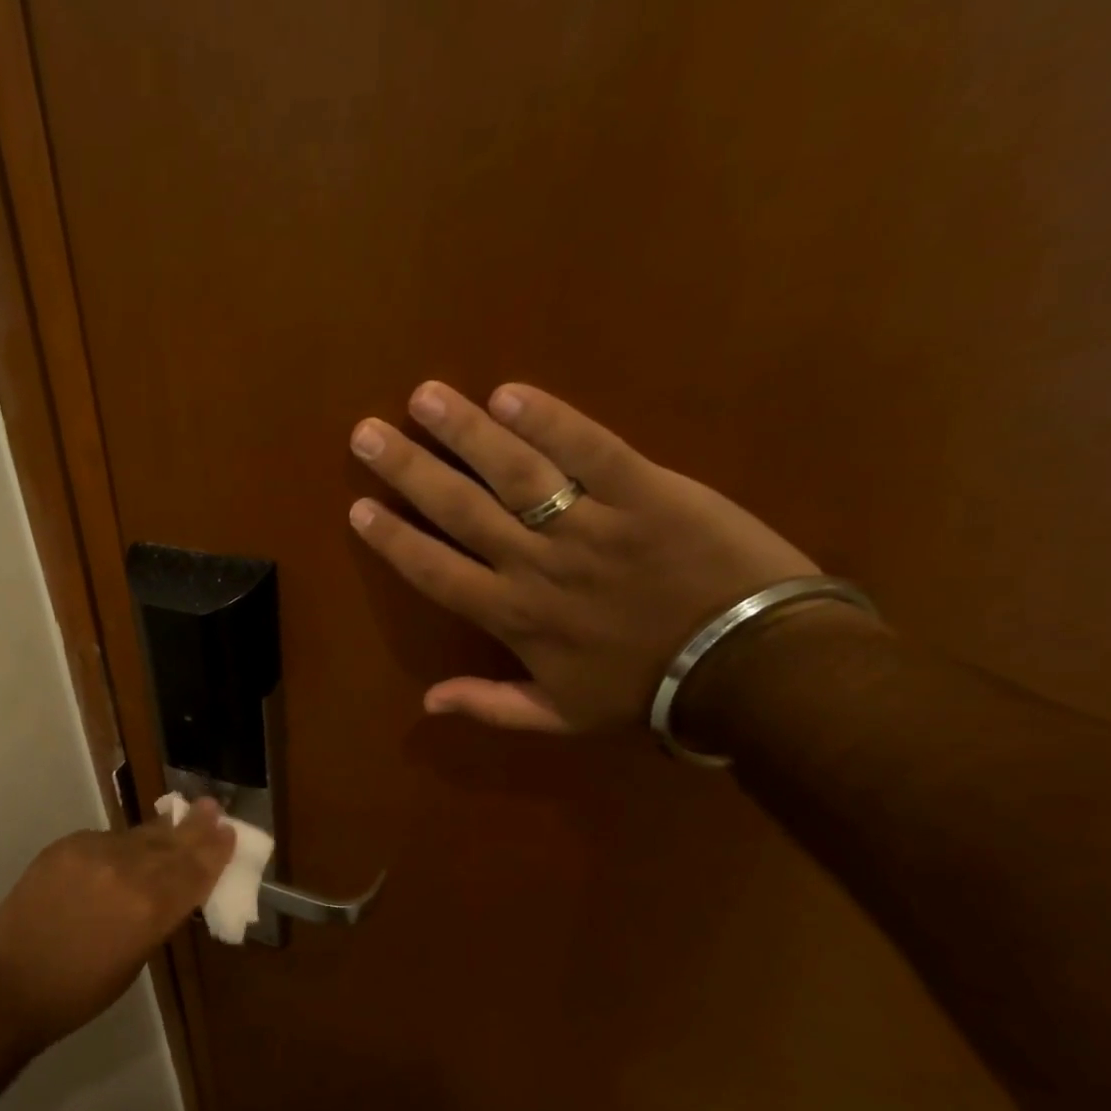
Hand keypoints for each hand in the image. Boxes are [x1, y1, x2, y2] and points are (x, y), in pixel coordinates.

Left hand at [0, 799, 235, 1047]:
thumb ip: (158, 916)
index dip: (215, 851)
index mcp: (151, 909)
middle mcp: (127, 871)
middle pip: (172, 845)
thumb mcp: (134, 960)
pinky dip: (122, 844)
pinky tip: (130, 846)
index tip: (230, 831)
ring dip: (162, 831)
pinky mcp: (66, 845)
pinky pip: (106, 839)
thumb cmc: (78, 992)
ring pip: (139, 836)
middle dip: (196, 828)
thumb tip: (172, 889)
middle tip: (214, 808)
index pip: (194, 872)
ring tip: (183, 816)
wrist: (6, 984)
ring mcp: (93, 852)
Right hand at [347, 380, 816, 733]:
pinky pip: (590, 450)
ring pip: (515, 472)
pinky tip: (510, 393)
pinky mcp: (646, 491)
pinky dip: (551, 420)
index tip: (358, 507)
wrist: (752, 668)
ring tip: (425, 397)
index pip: (436, 571)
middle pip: (460, 510)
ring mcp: (590, 525)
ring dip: (465, 432)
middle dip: (408, 470)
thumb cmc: (648, 691)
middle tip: (367, 433)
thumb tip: (426, 703)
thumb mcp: (562, 717)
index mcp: (514, 617)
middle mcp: (537, 566)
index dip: (394, 539)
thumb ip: (491, 707)